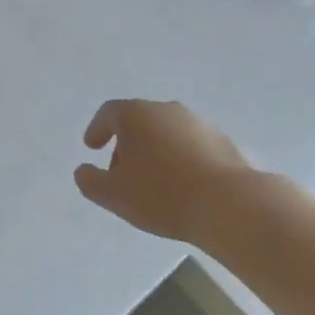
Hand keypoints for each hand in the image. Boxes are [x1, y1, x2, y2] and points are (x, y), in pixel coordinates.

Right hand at [75, 99, 254, 242]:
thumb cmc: (162, 195)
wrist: (231, 205)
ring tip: (154, 183)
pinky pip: (190, 146)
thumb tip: (83, 171)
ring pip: (166, 132)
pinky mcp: (223, 142)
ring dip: (154, 152)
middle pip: (138, 121)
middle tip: (121, 172)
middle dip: (126, 144)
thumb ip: (89, 181)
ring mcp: (198, 123)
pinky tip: (182, 186)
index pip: (108, 113)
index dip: (97, 129)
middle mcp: (166, 110)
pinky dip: (180, 160)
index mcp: (135, 115)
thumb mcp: (113, 194)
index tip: (91, 147)